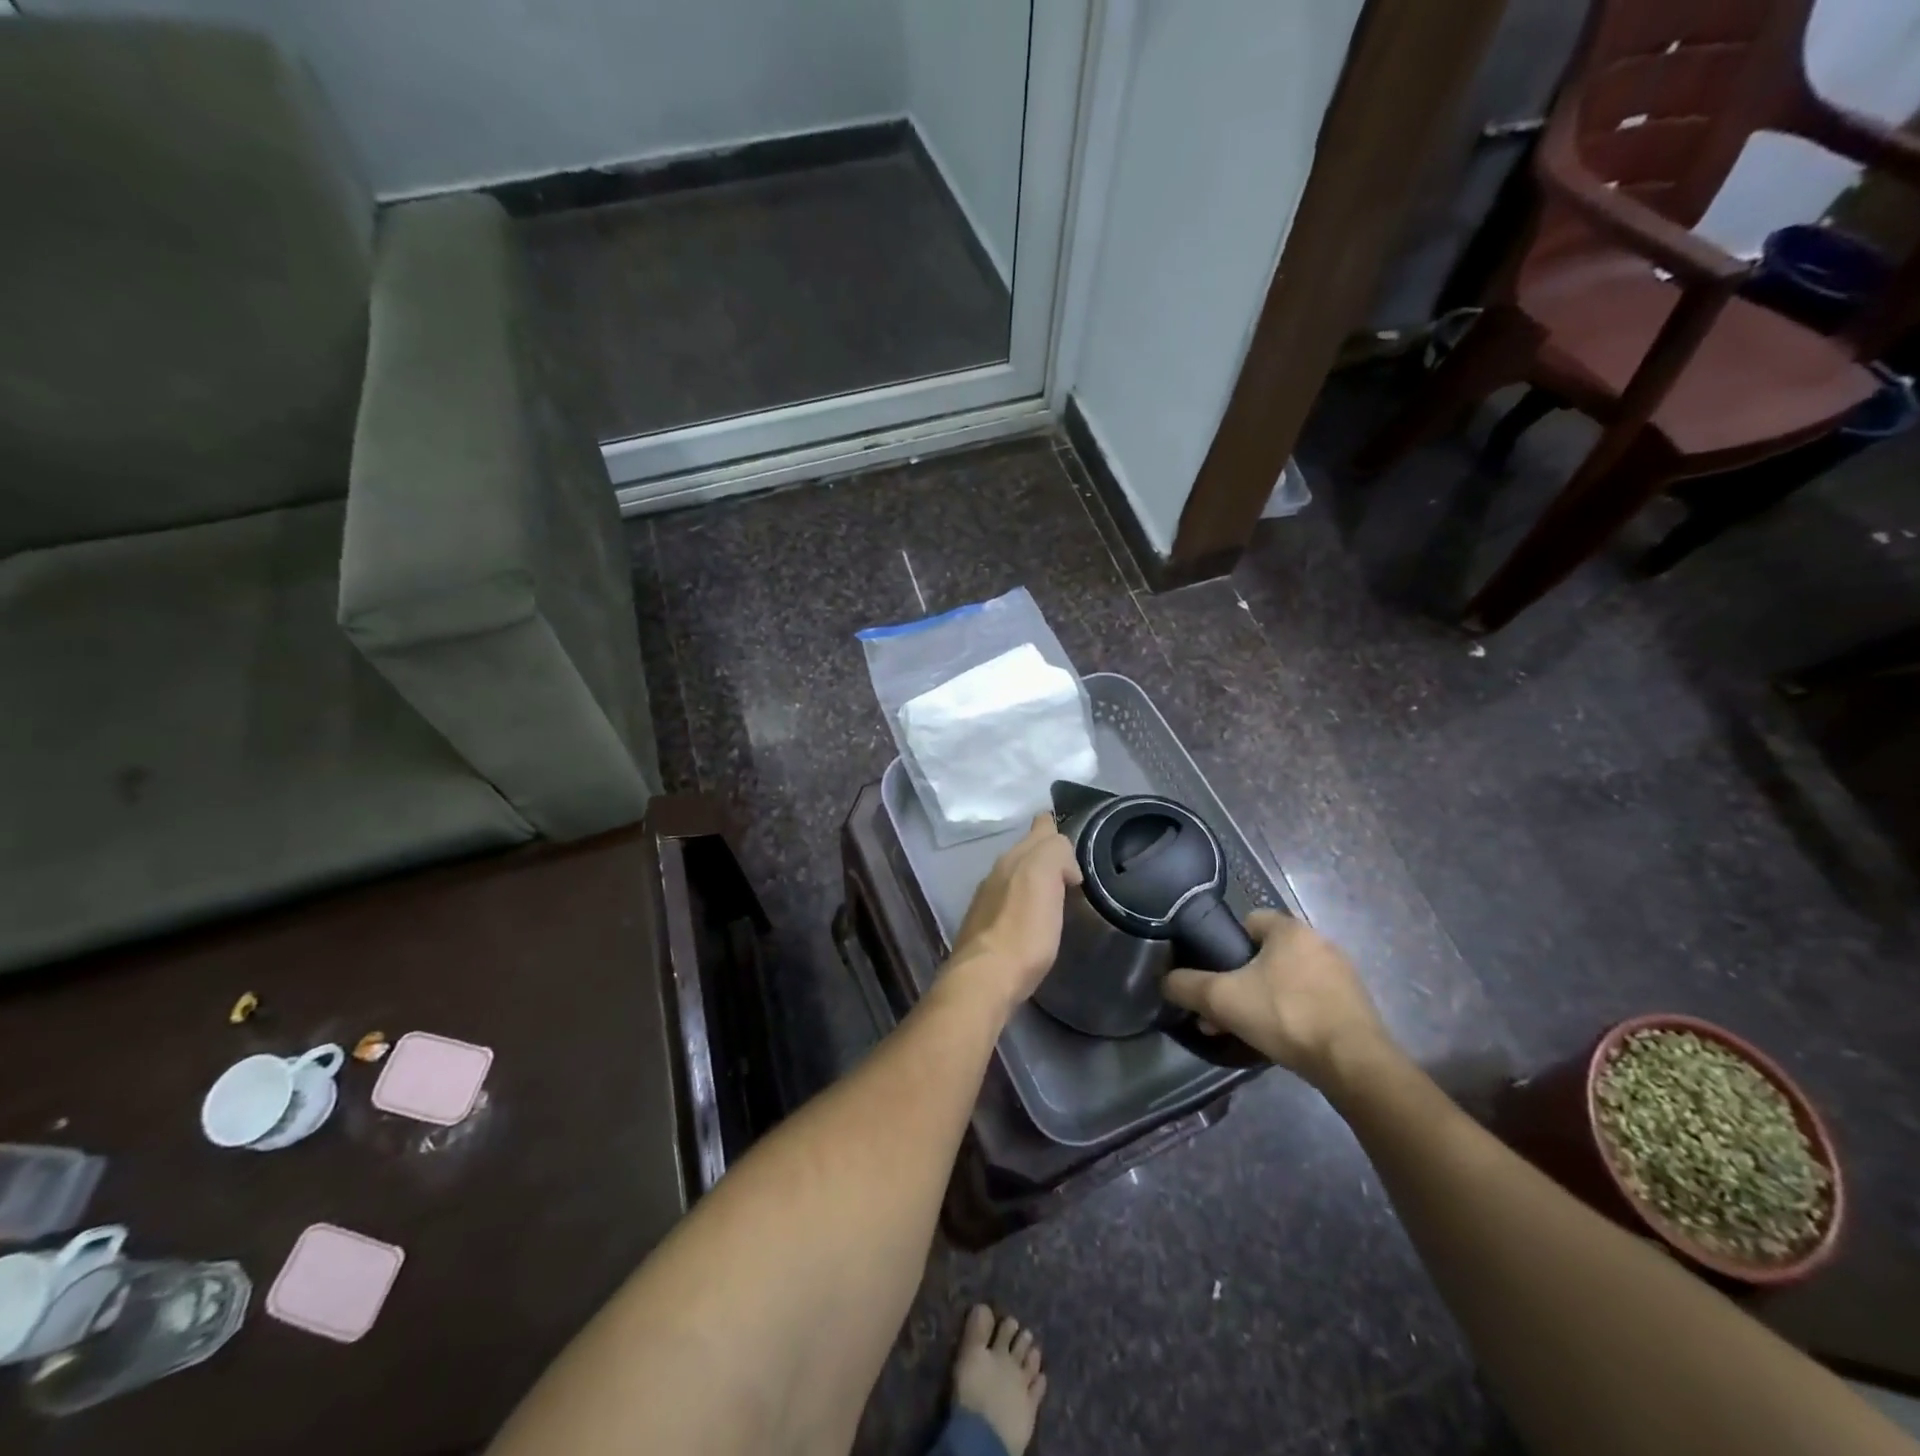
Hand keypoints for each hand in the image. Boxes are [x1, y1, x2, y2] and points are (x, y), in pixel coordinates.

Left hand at [948, 815, 1082, 1011]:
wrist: (986, 978)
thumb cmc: (1023, 930)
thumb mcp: (1045, 878)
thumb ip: (1055, 853)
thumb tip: (1064, 865)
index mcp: (1015, 858)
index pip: (1040, 828)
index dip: (1055, 828)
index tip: (1072, 841)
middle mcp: (998, 872)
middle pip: (1025, 852)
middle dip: (1045, 853)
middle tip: (1071, 869)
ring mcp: (987, 900)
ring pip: (1015, 877)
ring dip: (1033, 880)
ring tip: (1057, 893)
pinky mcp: (985, 928)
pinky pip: (1010, 902)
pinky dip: (1024, 903)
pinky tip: (1034, 919)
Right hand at [1162, 911, 1389, 1085]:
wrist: (1353, 1064)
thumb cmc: (1285, 1015)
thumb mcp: (1222, 999)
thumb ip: (1186, 986)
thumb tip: (1166, 982)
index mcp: (1290, 929)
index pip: (1249, 921)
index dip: (1226, 945)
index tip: (1216, 973)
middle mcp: (1319, 943)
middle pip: (1266, 955)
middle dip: (1241, 981)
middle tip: (1223, 1011)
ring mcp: (1342, 976)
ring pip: (1288, 980)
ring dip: (1264, 1000)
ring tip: (1247, 1031)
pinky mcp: (1355, 1007)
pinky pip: (1311, 1002)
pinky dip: (1292, 1016)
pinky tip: (1281, 1042)